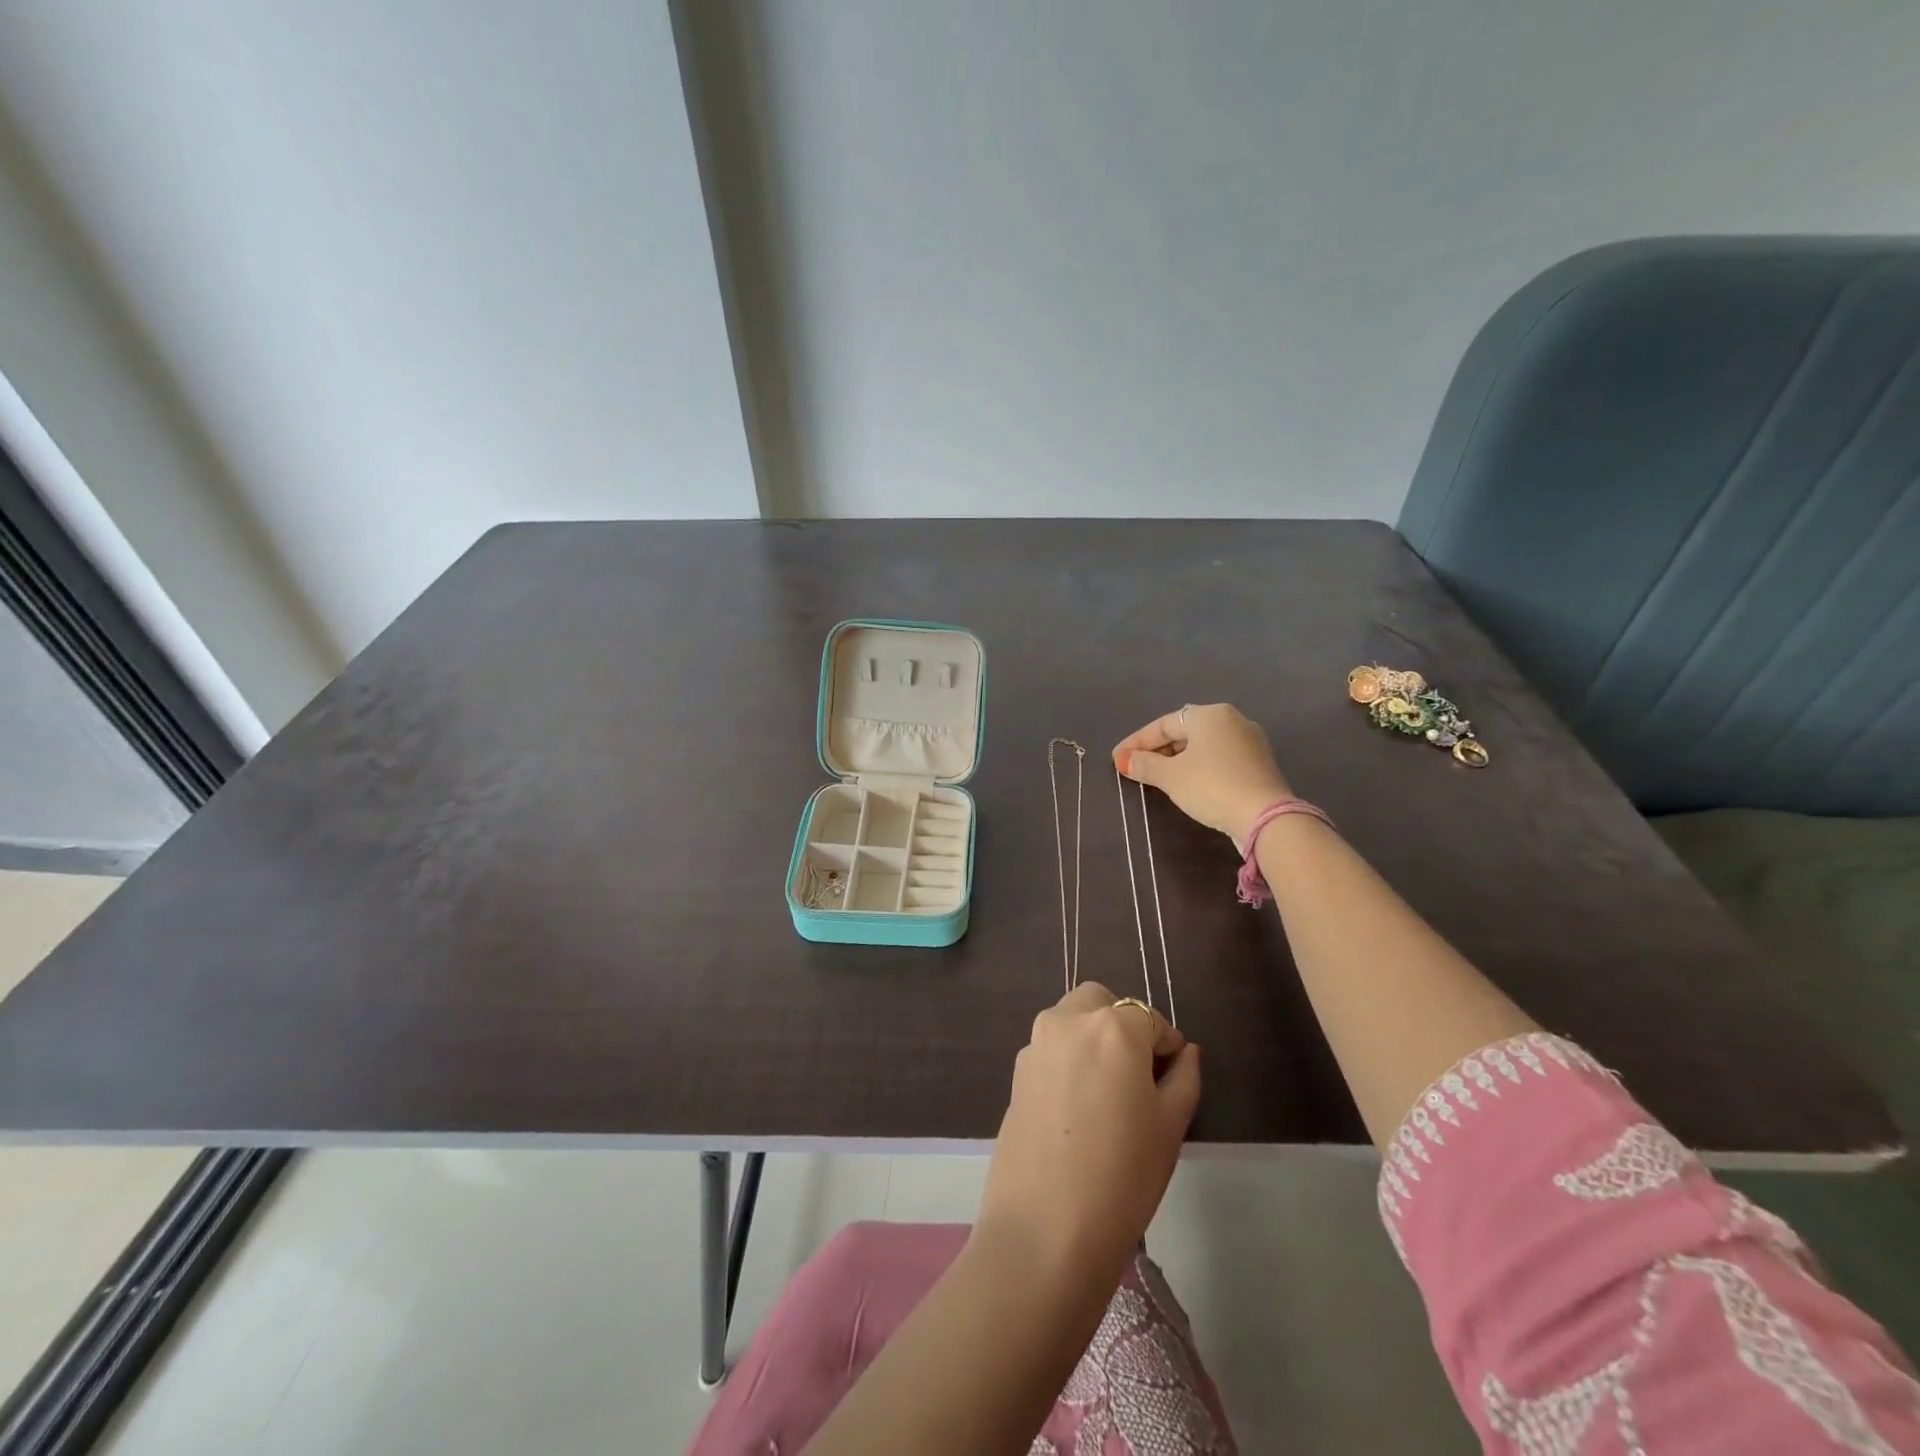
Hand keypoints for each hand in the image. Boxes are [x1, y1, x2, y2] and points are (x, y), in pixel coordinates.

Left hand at [978, 983, 1201, 1290]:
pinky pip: (1051, 1048)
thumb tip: (1185, 1051)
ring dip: (1093, 1037)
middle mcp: (1068, 1020)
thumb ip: (1183, 1077)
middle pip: (1101, 1002)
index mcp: (1113, 1026)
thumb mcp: (1170, 1126)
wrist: (1045, 1227)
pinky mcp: (1017, 1071)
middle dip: (1123, 1024)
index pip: (1149, 1018)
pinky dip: (1069, 1058)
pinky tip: (1079, 1107)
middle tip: (1139, 1074)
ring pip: (1071, 1020)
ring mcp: (1036, 1043)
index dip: (1167, 1045)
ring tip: (1109, 1092)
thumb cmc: (1124, 1175)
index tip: (1173, 1076)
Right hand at [1113, 703, 1292, 849]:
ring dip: (1177, 760)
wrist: (1265, 816)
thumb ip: (1145, 765)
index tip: (1117, 759)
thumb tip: (1124, 760)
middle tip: (1135, 768)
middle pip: (1184, 732)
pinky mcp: (1258, 764)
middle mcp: (1231, 720)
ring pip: (1202, 747)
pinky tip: (1187, 783)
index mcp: (1209, 714)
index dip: (1136, 742)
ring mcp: (1249, 742)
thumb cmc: (1211, 786)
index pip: (1163, 725)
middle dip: (1157, 750)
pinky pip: (1219, 759)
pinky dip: (1198, 768)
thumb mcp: (1170, 777)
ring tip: (1156, 777)